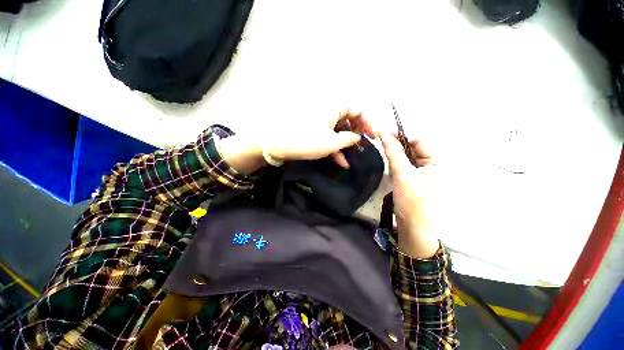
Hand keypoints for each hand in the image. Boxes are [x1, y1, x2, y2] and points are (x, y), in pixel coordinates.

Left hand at [264, 108, 375, 167]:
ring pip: (339, 130)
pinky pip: (328, 136)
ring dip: (346, 144)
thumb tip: (358, 137)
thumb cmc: (306, 141)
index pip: (358, 110)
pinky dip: (335, 147)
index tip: (373, 137)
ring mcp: (320, 121)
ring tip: (354, 157)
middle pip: (349, 120)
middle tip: (364, 147)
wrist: (276, 144)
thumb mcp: (331, 142)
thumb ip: (349, 139)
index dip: (367, 123)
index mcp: (334, 107)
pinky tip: (341, 161)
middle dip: (357, 134)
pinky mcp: (313, 130)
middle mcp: (328, 111)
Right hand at [379, 132, 438, 257]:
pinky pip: (401, 165)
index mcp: (436, 162)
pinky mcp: (409, 180)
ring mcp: (418, 173)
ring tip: (380, 148)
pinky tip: (385, 161)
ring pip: (405, 156)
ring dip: (393, 152)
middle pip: (412, 147)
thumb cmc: (412, 201)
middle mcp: (429, 165)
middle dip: (397, 143)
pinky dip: (392, 161)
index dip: (402, 135)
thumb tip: (382, 132)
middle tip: (379, 139)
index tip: (382, 133)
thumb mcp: (403, 174)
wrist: (412, 228)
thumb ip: (393, 152)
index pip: (419, 141)